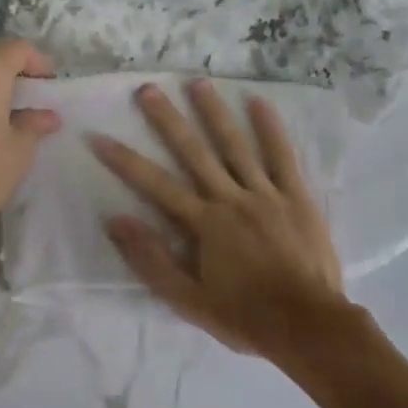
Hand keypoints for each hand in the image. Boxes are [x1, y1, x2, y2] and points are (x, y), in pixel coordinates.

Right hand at [89, 79, 353, 364]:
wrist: (308, 325)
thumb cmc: (245, 316)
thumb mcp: (188, 301)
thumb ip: (151, 260)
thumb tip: (116, 220)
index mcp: (204, 223)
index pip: (155, 184)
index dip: (125, 160)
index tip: (99, 137)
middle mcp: (230, 198)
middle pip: (193, 152)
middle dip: (167, 120)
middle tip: (148, 89)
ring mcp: (265, 193)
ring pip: (235, 145)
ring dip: (214, 112)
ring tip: (198, 82)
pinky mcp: (295, 195)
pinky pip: (281, 156)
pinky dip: (270, 127)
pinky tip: (258, 101)